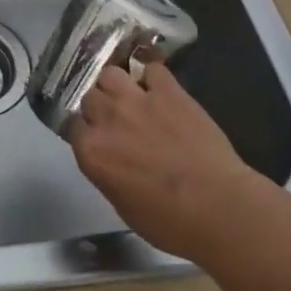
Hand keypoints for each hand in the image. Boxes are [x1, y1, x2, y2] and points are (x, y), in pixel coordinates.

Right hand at [71, 61, 254, 258]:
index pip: (73, 125)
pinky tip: (160, 89)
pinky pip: (152, 69)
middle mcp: (107, 118)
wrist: (217, 206)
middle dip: (100, 105)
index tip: (97, 136)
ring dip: (118, 84)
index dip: (86, 129)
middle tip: (117, 119)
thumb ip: (105, 171)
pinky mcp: (169, 91)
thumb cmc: (169, 221)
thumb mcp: (121, 204)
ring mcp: (137, 100)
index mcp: (91, 151)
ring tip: (131, 97)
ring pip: (111, 73)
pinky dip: (153, 77)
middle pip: (90, 95)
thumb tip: (108, 158)